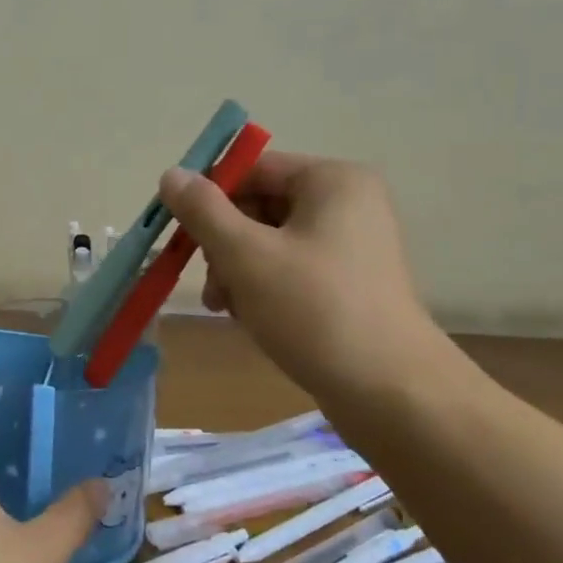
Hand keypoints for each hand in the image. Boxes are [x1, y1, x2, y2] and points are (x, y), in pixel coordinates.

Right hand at [159, 153, 458, 404]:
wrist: (391, 393)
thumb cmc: (314, 310)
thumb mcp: (245, 255)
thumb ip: (203, 210)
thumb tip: (171, 174)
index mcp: (332, 181)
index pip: (252, 169)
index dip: (210, 197)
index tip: (180, 233)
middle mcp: (348, 203)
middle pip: (259, 205)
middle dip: (224, 243)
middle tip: (211, 282)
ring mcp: (352, 246)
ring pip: (270, 241)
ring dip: (237, 270)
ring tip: (226, 307)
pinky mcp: (350, 284)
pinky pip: (291, 269)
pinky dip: (263, 287)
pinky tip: (249, 318)